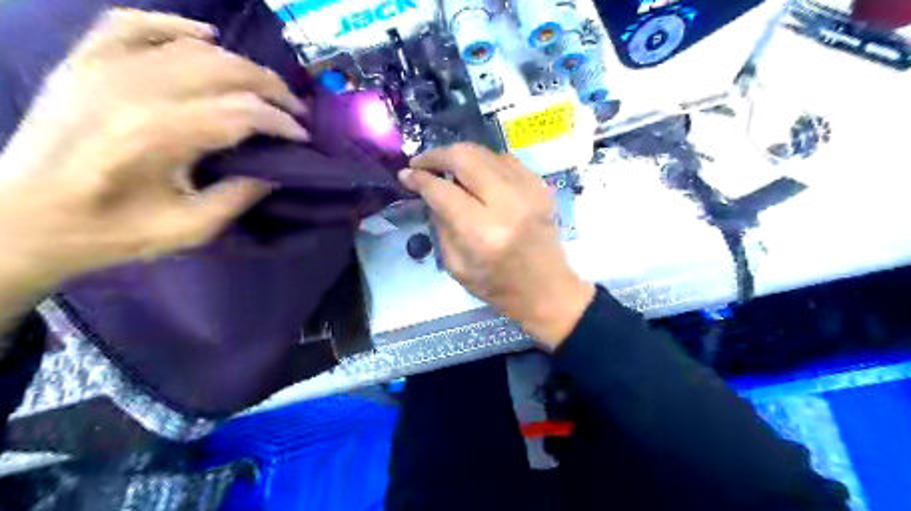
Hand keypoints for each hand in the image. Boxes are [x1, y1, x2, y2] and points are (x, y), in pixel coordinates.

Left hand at [1, 7, 307, 294]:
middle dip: (271, 87)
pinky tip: (206, 37)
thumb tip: (273, 172)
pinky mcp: (83, 62)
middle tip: (295, 109)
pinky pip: (134, 25)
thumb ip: (236, 198)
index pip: (241, 112)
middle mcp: (131, 89)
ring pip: (191, 48)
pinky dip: (175, 26)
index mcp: (156, 135)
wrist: (19, 218)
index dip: (281, 122)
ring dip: (240, 64)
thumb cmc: (109, 231)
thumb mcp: (187, 230)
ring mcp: (102, 68)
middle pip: (223, 70)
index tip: (303, 137)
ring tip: (265, 86)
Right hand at [400, 145, 599, 350]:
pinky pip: (506, 160)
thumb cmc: (498, 286)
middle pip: (465, 158)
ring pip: (485, 153)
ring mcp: (529, 191)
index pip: (443, 191)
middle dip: (436, 155)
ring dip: (460, 156)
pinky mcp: (541, 186)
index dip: (419, 178)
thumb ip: (441, 224)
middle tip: (421, 163)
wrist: (547, 289)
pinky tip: (476, 174)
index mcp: (483, 232)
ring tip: (446, 168)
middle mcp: (507, 204)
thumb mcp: (456, 266)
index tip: (405, 174)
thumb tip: (429, 191)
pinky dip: (485, 162)